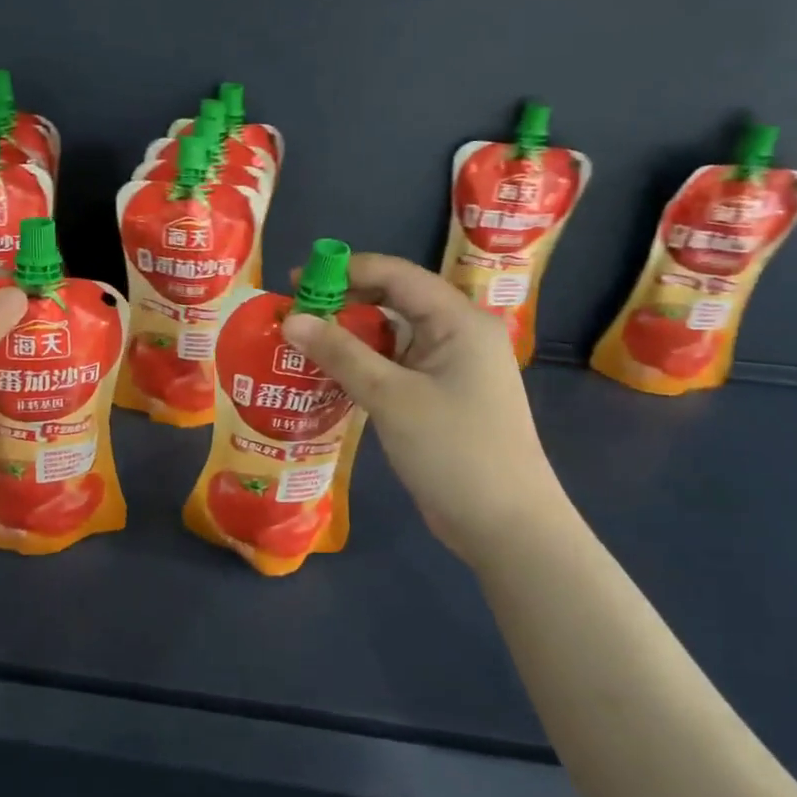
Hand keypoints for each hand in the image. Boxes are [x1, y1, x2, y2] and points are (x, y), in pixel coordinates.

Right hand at [280, 253, 565, 564]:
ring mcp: (452, 367)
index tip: (296, 281)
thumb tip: (290, 320)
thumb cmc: (453, 450)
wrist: (505, 525)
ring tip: (303, 345)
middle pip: (395, 301)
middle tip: (295, 317)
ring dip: (350, 338)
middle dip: (344, 304)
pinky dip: (364, 366)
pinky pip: (397, 366)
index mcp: (458, 320)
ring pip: (393, 336)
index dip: (345, 270)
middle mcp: (459, 334)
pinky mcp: (442, 396)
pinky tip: (330, 377)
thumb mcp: (390, 396)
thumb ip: (340, 353)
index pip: (397, 274)